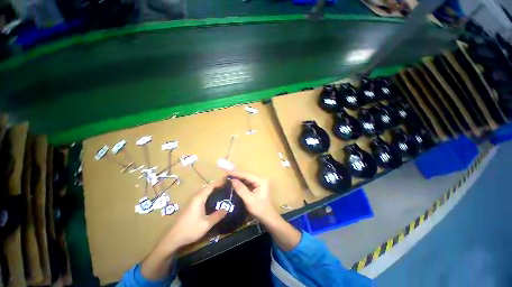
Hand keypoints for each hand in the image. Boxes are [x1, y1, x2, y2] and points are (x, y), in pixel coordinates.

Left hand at [163, 181, 227, 249]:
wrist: (173, 238)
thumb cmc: (190, 229)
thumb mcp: (206, 224)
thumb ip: (217, 216)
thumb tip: (226, 209)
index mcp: (199, 198)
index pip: (211, 186)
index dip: (219, 182)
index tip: (227, 181)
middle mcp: (195, 197)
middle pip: (207, 187)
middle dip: (217, 185)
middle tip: (227, 187)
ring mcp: (192, 201)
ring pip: (204, 192)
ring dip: (213, 190)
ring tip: (222, 192)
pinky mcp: (190, 206)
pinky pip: (202, 196)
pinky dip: (209, 195)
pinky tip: (213, 200)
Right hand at [228, 170, 278, 224]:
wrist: (267, 218)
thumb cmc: (260, 209)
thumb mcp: (249, 199)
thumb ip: (240, 189)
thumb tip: (232, 180)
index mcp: (260, 180)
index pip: (246, 175)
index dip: (236, 173)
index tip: (226, 172)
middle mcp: (260, 179)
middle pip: (246, 175)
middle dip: (236, 175)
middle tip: (225, 175)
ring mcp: (258, 183)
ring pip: (246, 179)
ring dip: (237, 178)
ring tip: (227, 178)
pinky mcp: (256, 187)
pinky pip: (246, 183)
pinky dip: (240, 183)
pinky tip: (233, 183)